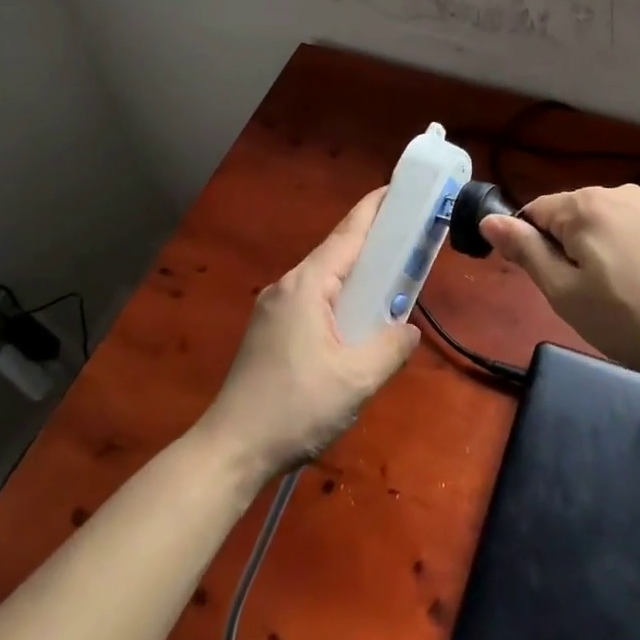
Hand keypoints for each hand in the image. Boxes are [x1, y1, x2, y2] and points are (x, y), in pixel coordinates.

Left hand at [198, 189, 418, 480]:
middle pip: (336, 252)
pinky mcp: (269, 331)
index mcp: (306, 286)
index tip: (401, 188)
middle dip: (372, 240)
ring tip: (390, 277)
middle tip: (409, 236)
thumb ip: (390, 347)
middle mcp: (288, 286)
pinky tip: (356, 319)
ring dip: (357, 273)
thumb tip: (409, 329)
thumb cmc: (294, 409)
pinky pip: (313, 299)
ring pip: (324, 278)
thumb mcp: (356, 381)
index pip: (348, 234)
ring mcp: (273, 308)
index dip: (376, 209)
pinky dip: (340, 296)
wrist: (230, 451)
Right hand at [481, 184, 639, 382]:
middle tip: (585, 296)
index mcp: (584, 205)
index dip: (532, 248)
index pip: (534, 212)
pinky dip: (631, 250)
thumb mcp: (565, 293)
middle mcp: (617, 192)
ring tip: (620, 294)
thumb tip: (489, 220)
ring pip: (605, 222)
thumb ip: (525, 251)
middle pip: (571, 215)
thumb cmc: (630, 318)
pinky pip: (636, 229)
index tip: (549, 283)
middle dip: (567, 248)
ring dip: (599, 249)